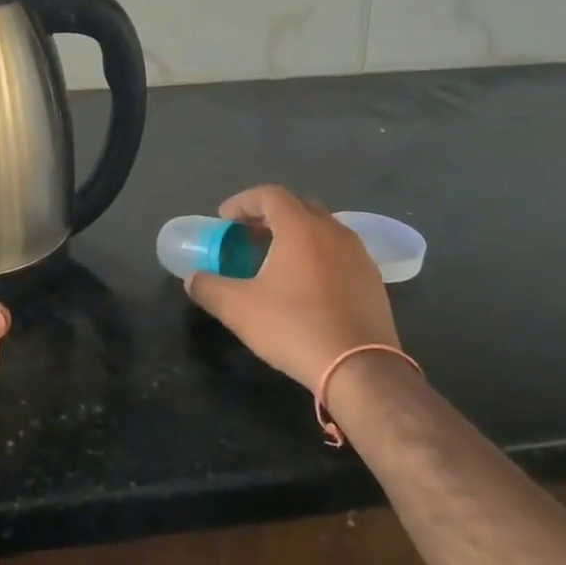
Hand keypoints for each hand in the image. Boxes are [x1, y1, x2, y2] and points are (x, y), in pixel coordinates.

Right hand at [185, 185, 398, 391]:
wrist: (361, 369)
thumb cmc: (295, 327)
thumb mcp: (238, 309)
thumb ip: (209, 288)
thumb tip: (193, 279)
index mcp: (301, 228)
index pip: (270, 195)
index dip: (243, 202)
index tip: (224, 220)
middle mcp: (333, 231)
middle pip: (298, 207)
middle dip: (269, 216)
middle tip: (247, 236)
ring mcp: (358, 255)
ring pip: (322, 229)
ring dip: (295, 235)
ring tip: (274, 261)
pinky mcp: (373, 280)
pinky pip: (339, 253)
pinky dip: (317, 255)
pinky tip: (305, 286)